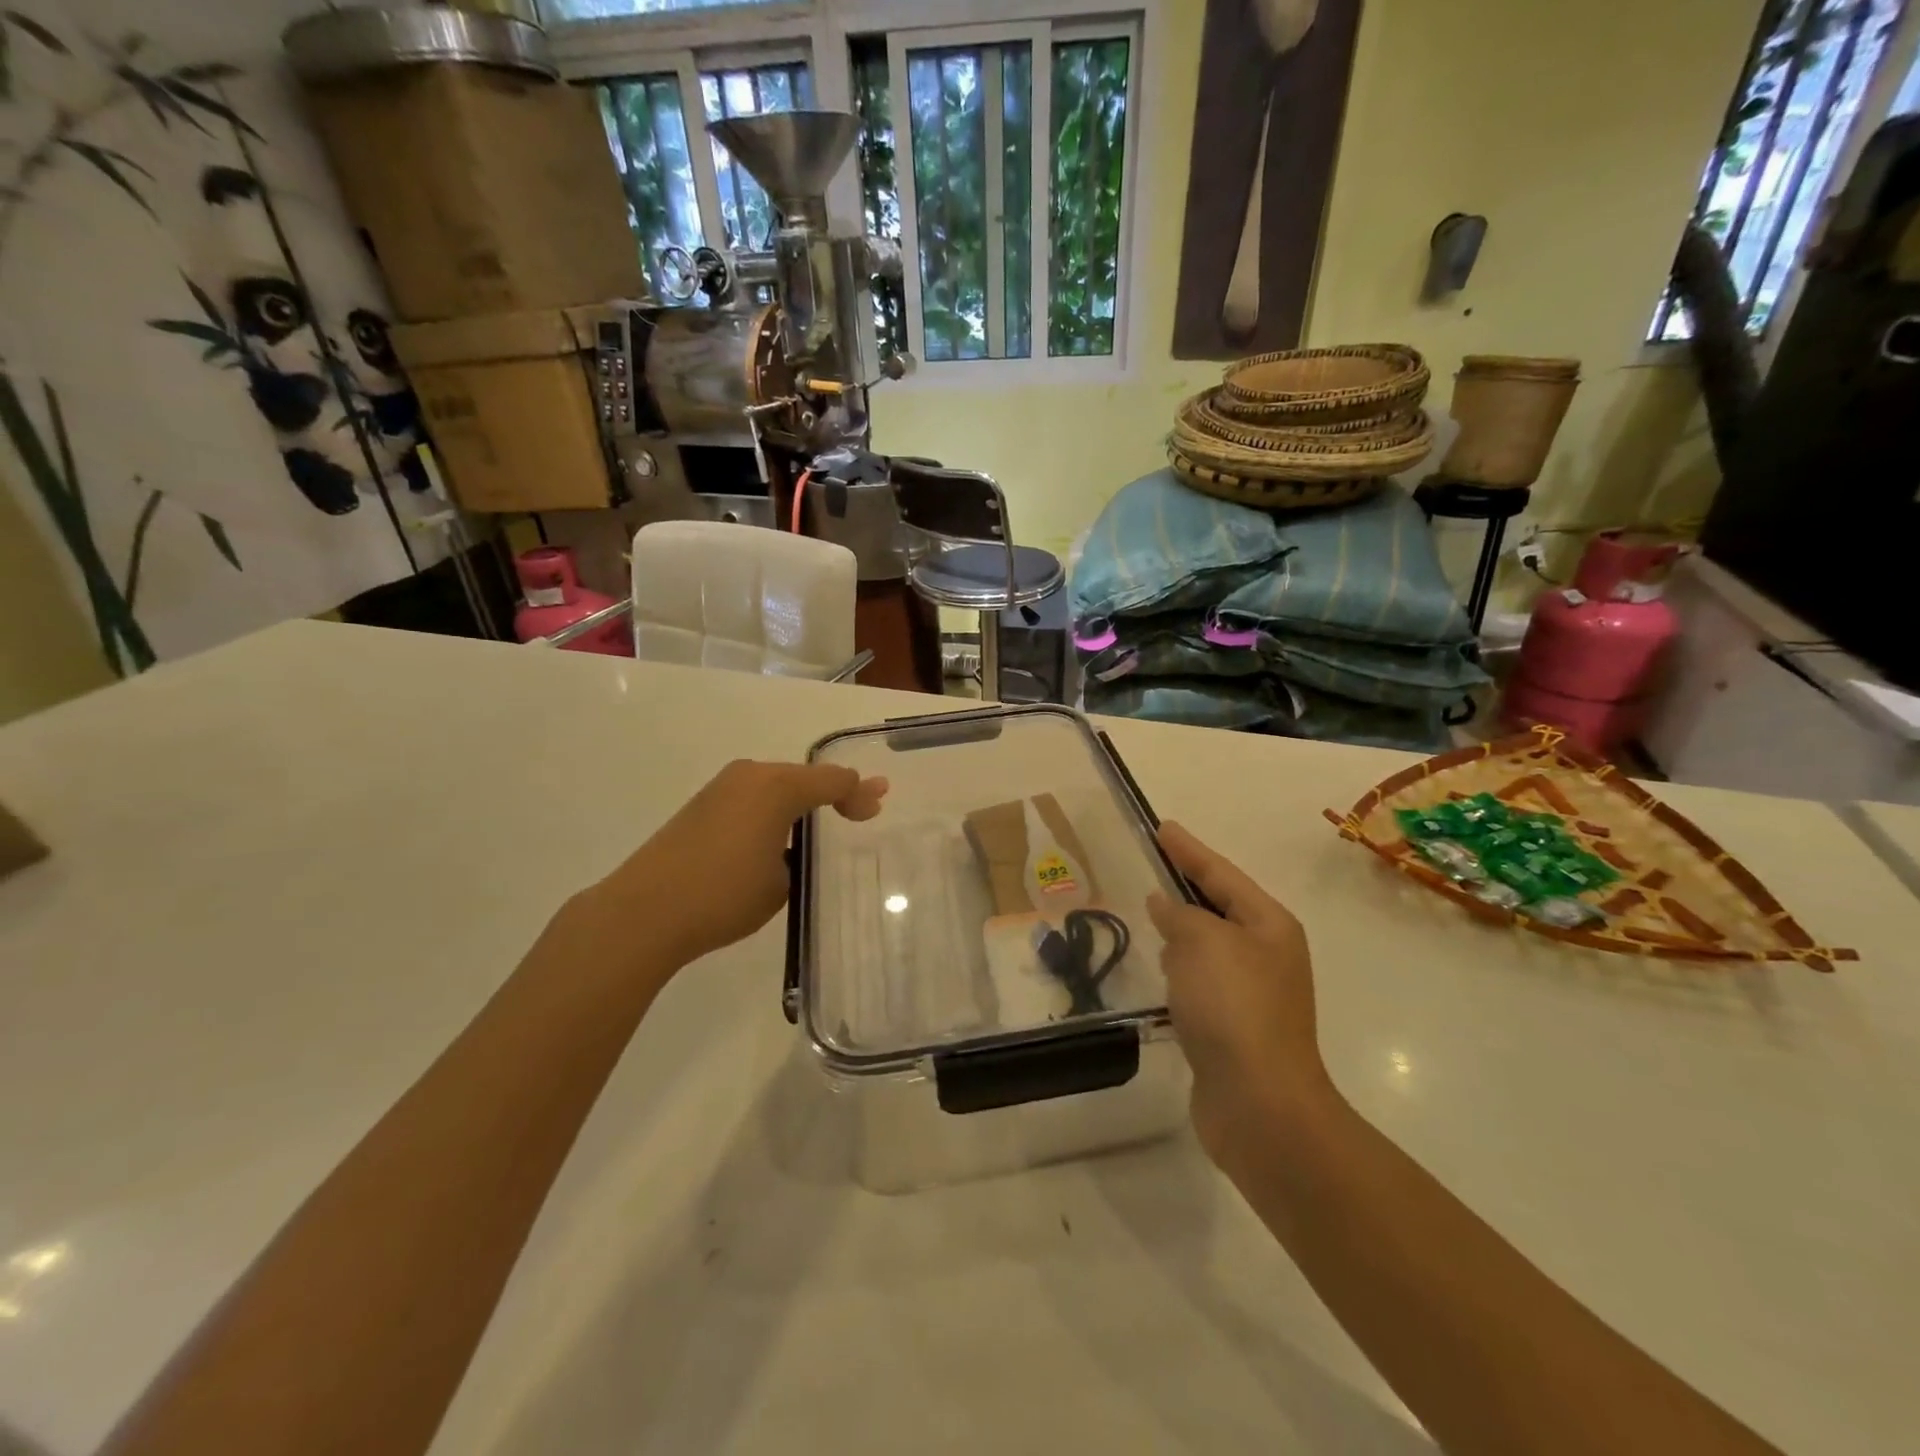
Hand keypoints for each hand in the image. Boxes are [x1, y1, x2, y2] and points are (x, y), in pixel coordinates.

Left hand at [562, 760, 886, 985]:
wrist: (644, 911)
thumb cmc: (724, 895)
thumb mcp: (781, 881)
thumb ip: (797, 854)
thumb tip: (787, 845)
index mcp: (777, 787)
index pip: (832, 780)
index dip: (859, 793)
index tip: (877, 807)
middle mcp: (750, 776)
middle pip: (804, 777)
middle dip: (833, 792)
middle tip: (859, 810)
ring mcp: (721, 788)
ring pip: (776, 786)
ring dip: (800, 801)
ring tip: (823, 821)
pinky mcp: (700, 806)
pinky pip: (752, 798)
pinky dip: (773, 810)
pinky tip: (778, 834)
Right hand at [1146, 822, 1333, 1168]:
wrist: (1260, 1105)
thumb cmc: (1233, 1008)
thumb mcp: (1202, 943)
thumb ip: (1179, 915)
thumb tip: (1165, 904)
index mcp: (1269, 925)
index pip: (1220, 873)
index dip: (1188, 849)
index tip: (1161, 826)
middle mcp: (1266, 953)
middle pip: (1219, 906)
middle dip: (1186, 885)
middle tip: (1150, 864)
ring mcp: (1252, 992)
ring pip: (1209, 944)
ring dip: (1182, 928)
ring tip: (1149, 911)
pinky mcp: (1233, 1026)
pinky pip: (1201, 979)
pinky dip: (1180, 967)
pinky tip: (1160, 968)